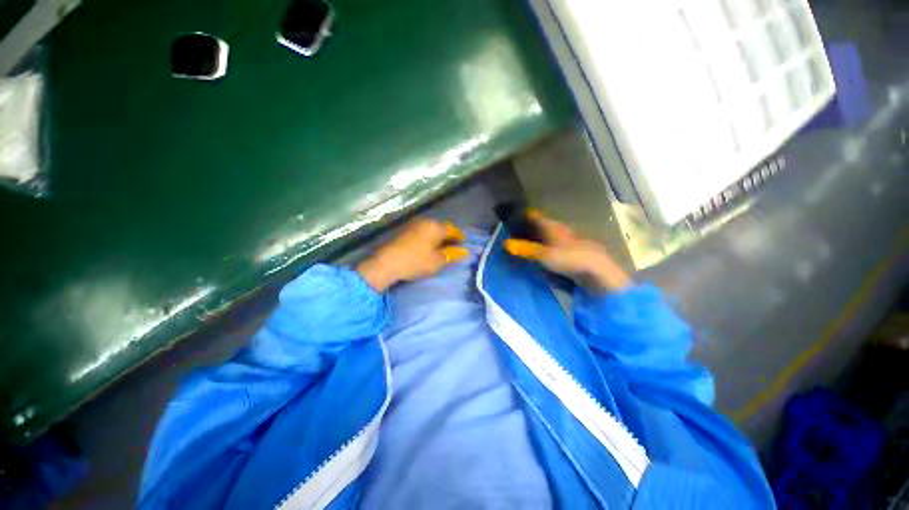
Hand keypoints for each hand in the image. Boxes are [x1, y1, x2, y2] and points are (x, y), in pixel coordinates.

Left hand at [356, 219, 468, 291]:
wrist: (386, 263)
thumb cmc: (415, 261)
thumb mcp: (437, 261)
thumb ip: (452, 254)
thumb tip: (464, 251)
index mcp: (435, 227)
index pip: (453, 230)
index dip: (460, 238)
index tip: (463, 245)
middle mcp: (425, 222)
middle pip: (442, 228)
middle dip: (448, 237)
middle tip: (453, 248)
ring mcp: (413, 225)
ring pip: (431, 230)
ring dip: (437, 238)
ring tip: (440, 249)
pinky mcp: (404, 231)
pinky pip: (422, 232)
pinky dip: (428, 238)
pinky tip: (427, 247)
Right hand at [504, 210, 630, 292]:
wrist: (597, 271)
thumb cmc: (570, 258)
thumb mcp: (544, 254)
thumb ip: (526, 249)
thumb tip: (506, 244)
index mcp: (554, 227)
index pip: (536, 217)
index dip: (525, 215)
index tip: (514, 215)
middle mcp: (560, 231)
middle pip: (542, 227)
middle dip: (530, 228)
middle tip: (516, 231)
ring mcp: (567, 242)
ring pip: (549, 237)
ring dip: (538, 239)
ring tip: (525, 243)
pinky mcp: (572, 253)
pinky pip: (554, 247)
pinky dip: (546, 248)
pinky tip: (541, 255)